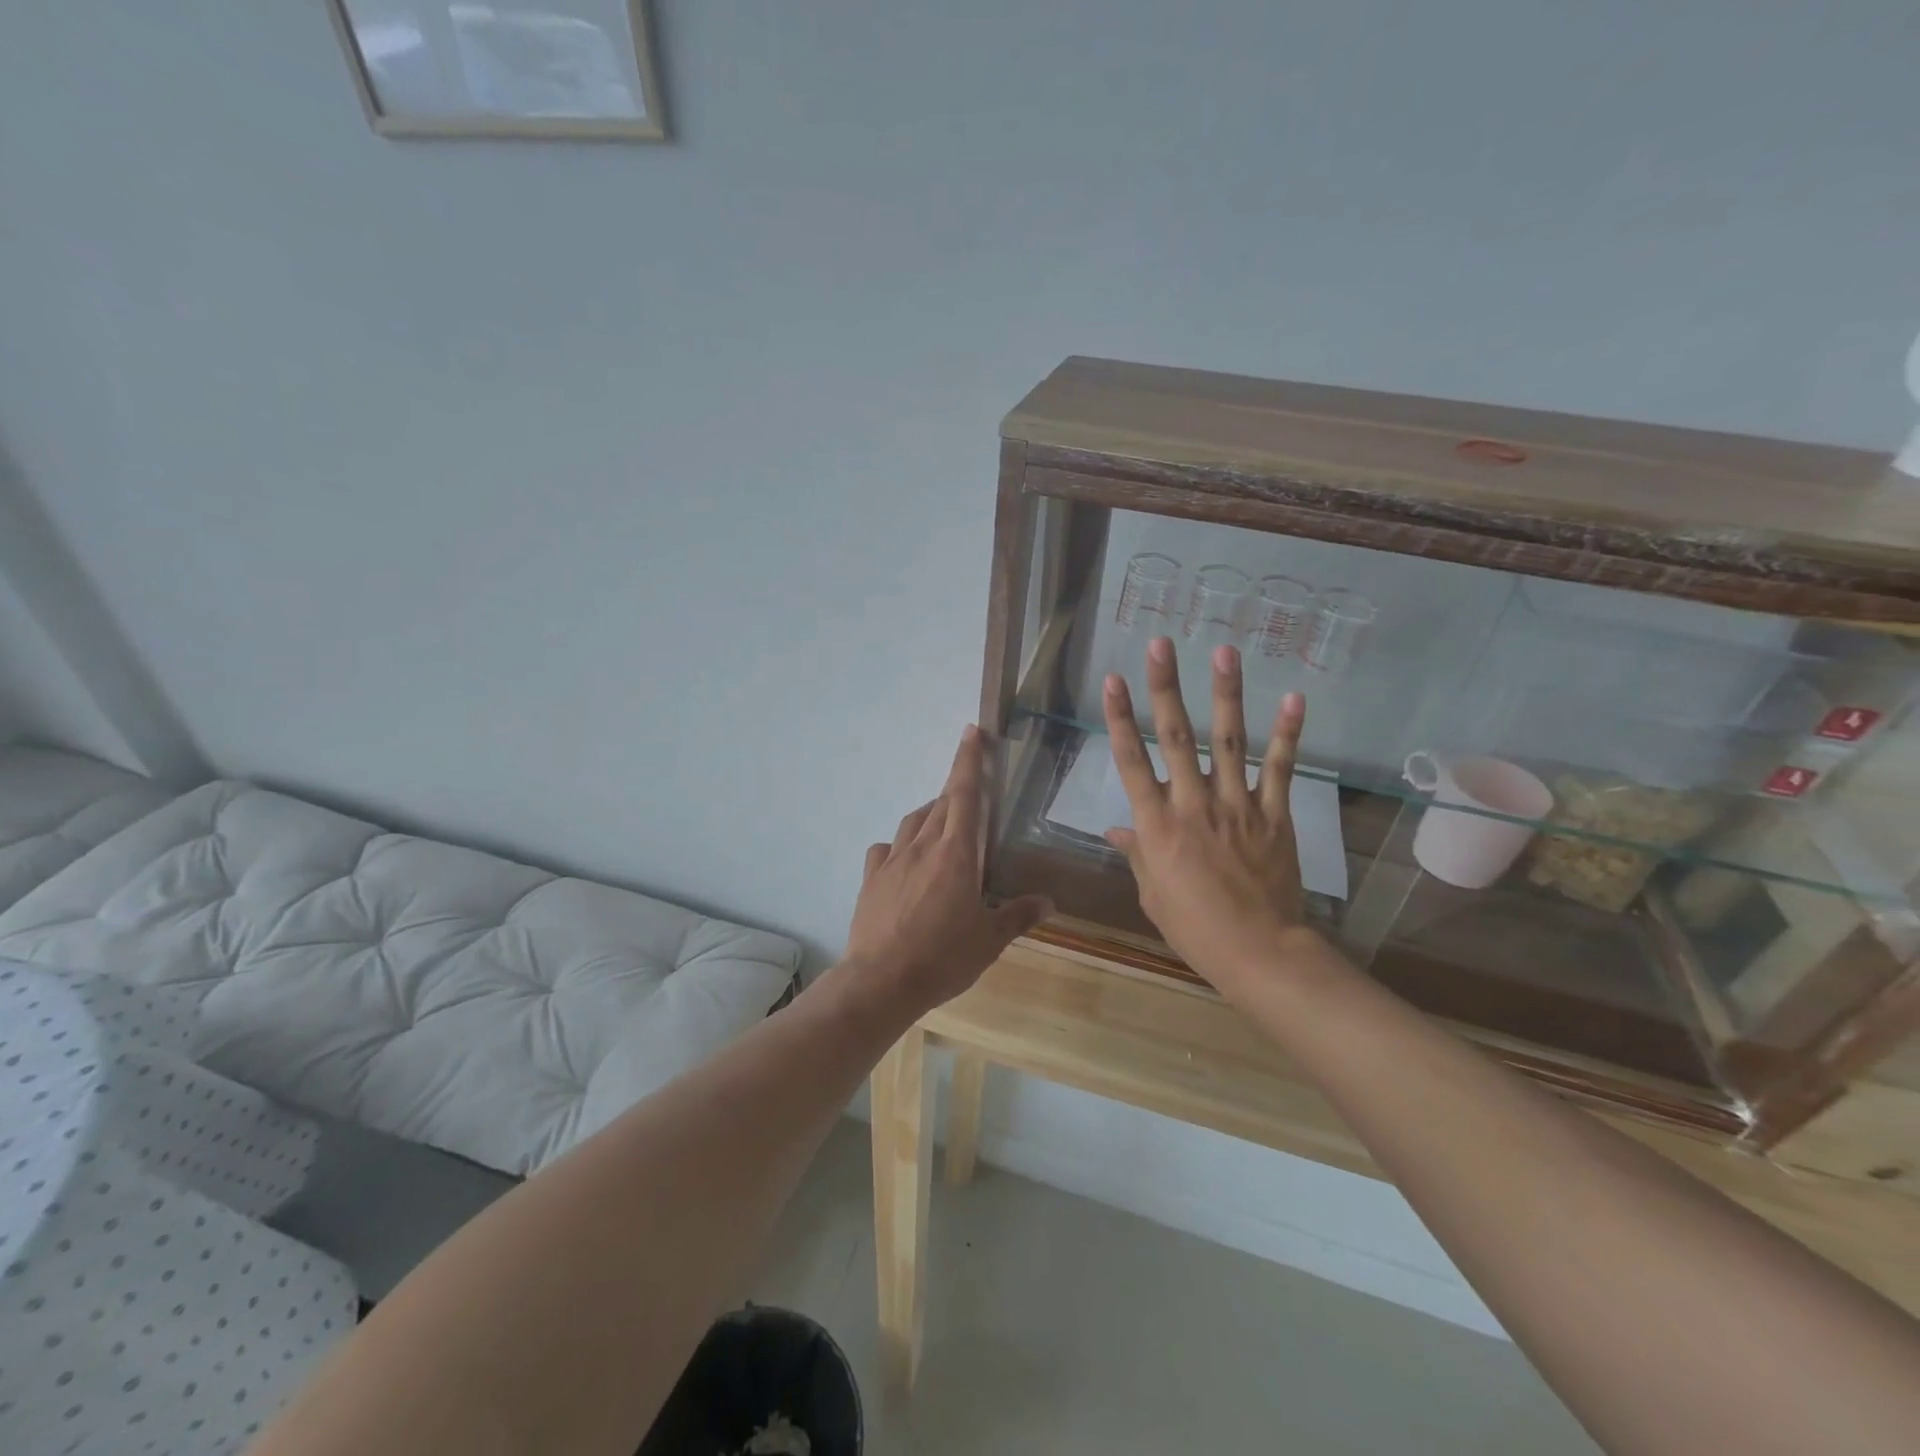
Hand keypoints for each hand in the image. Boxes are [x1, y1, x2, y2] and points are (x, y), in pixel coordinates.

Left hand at [843, 725, 1051, 1015]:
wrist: (880, 980)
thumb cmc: (942, 957)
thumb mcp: (989, 940)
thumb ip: (1018, 915)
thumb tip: (1048, 901)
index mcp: (956, 853)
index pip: (966, 794)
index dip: (969, 760)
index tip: (972, 731)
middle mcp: (923, 846)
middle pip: (941, 803)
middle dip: (957, 787)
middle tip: (971, 786)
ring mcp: (892, 860)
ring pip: (913, 821)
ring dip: (930, 814)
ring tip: (943, 824)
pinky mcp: (871, 878)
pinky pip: (886, 849)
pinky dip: (900, 845)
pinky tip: (905, 859)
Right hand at [1103, 638, 1314, 995]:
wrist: (1258, 952)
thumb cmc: (1194, 928)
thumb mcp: (1152, 894)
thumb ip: (1137, 854)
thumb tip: (1117, 831)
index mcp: (1157, 825)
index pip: (1131, 762)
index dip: (1119, 718)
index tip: (1112, 680)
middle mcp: (1193, 804)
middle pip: (1175, 737)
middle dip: (1164, 688)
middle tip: (1160, 645)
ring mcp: (1237, 806)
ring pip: (1228, 741)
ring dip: (1225, 694)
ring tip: (1224, 652)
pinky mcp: (1274, 814)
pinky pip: (1281, 769)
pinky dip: (1288, 733)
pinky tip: (1293, 698)